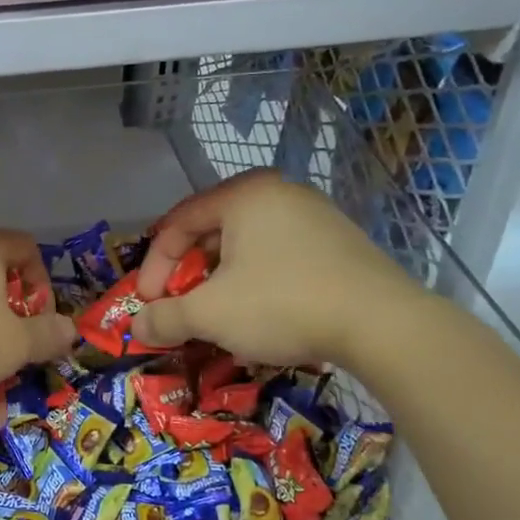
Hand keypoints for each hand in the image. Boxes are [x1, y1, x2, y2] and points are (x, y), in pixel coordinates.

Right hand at [131, 171, 423, 366]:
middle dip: (187, 275)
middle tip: (179, 309)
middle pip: (212, 233)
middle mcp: (279, 194)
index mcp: (244, 195)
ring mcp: (315, 216)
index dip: (154, 266)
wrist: (382, 324)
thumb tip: (137, 325)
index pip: (178, 223)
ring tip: (217, 317)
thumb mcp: (211, 314)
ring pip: (247, 248)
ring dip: (220, 283)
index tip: (148, 303)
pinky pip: (280, 258)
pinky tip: (260, 317)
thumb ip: (166, 317)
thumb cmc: (282, 304)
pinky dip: (256, 284)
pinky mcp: (339, 244)